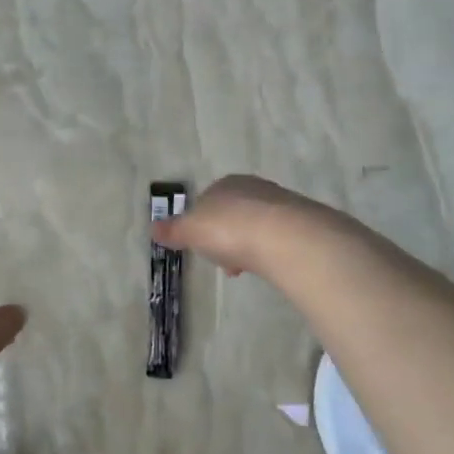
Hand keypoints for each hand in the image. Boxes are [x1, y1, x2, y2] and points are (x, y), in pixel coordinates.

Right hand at [152, 174, 321, 278]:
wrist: (281, 235)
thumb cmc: (227, 228)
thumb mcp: (190, 230)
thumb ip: (173, 230)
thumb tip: (153, 228)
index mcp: (224, 184)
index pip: (208, 202)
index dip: (202, 227)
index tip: (202, 249)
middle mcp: (253, 187)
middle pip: (233, 214)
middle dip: (226, 239)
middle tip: (224, 262)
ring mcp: (279, 202)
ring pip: (255, 226)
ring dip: (247, 246)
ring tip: (244, 269)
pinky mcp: (300, 221)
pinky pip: (276, 237)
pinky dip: (267, 250)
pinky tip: (266, 265)